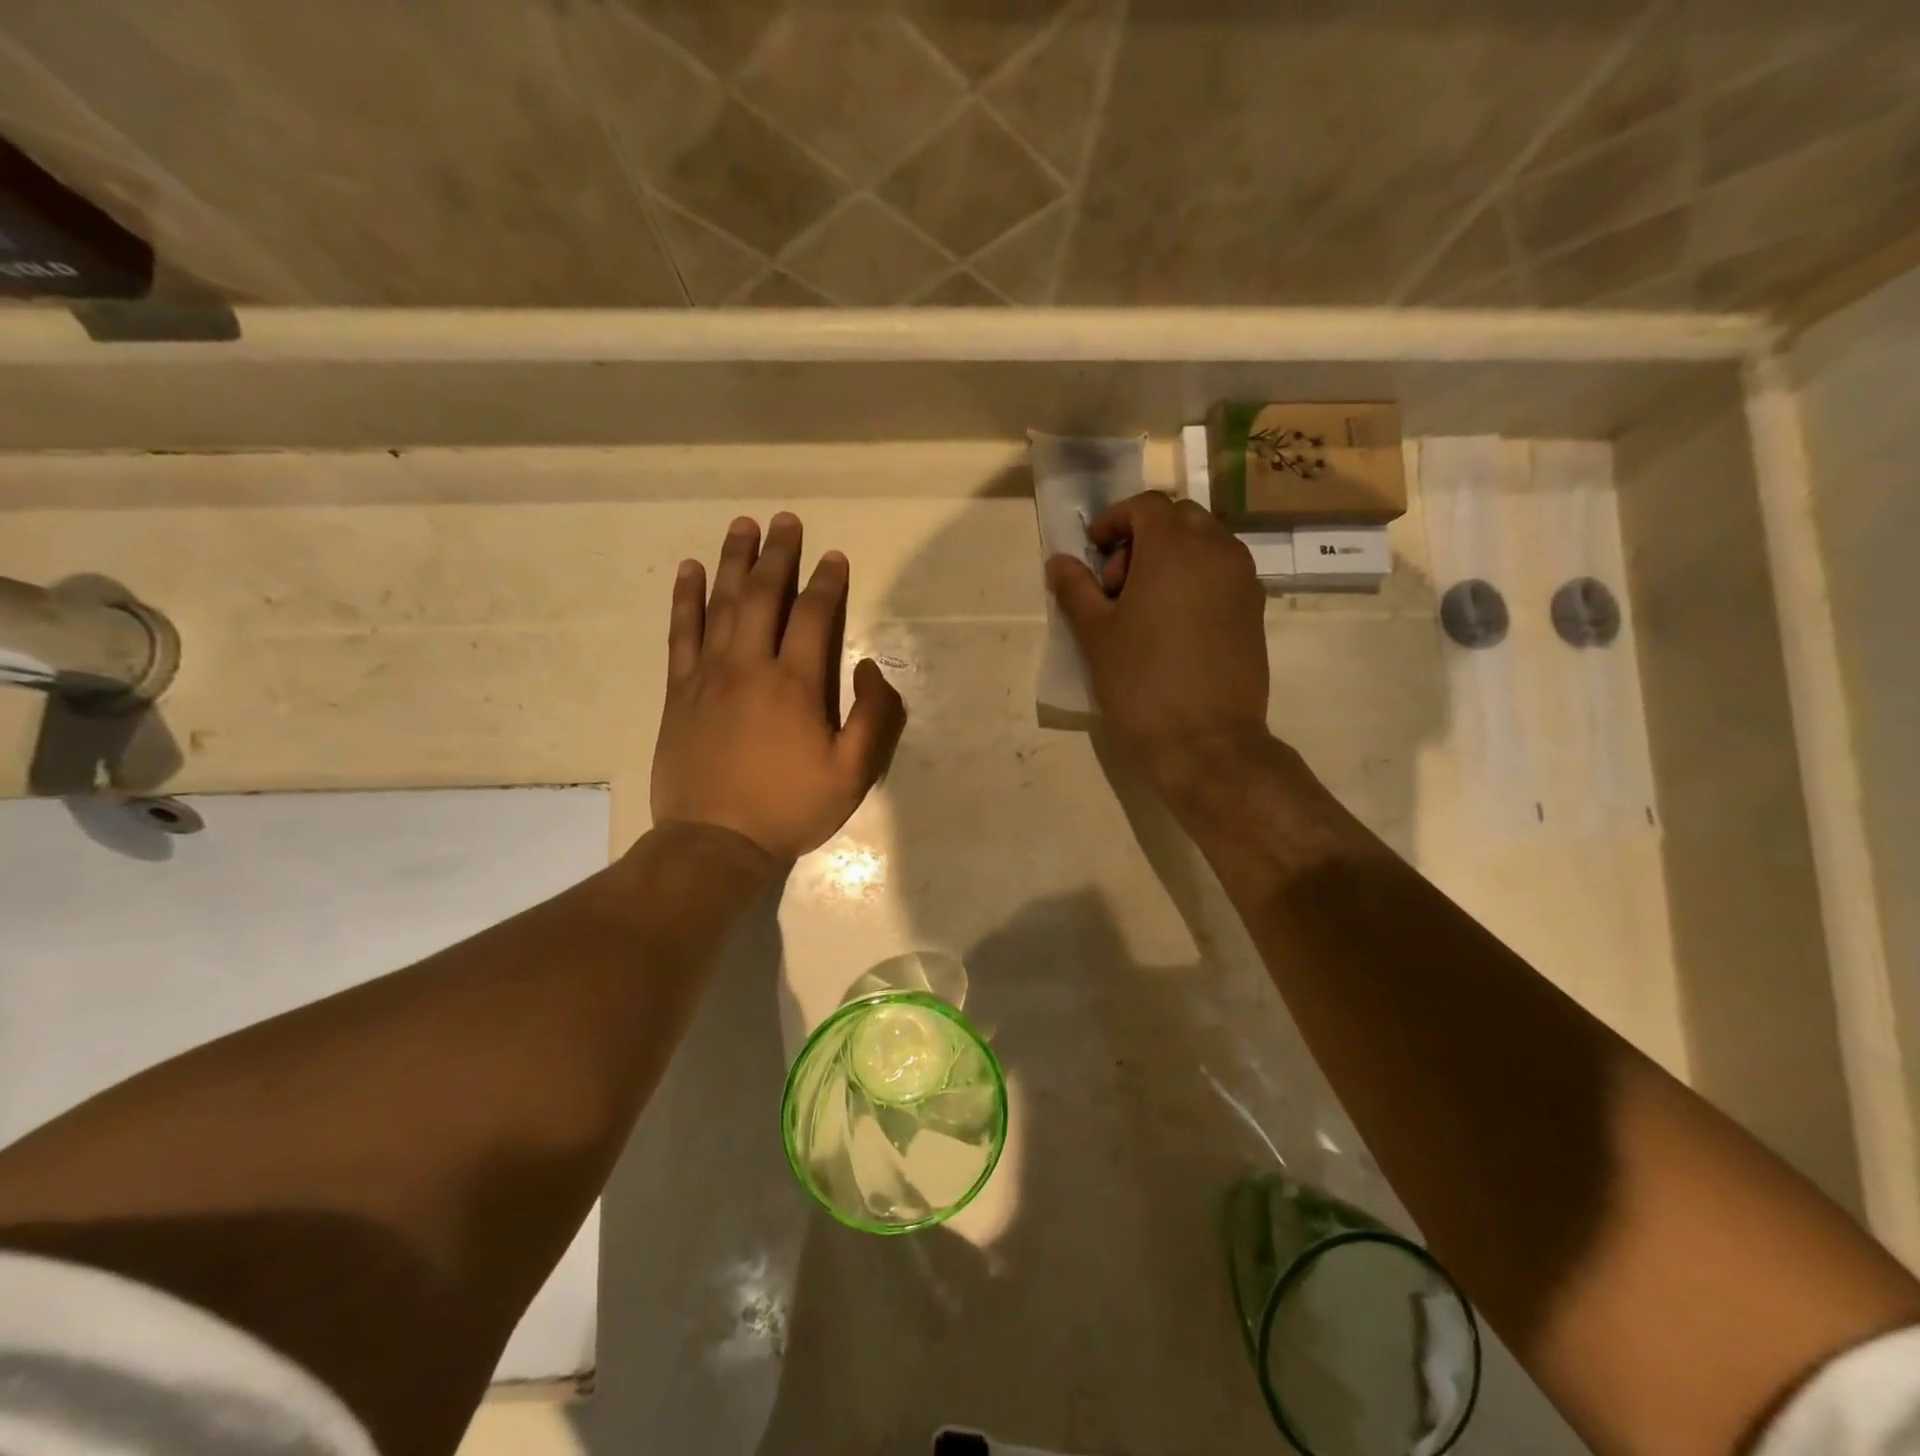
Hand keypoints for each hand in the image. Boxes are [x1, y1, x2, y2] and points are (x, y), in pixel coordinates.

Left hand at [651, 513, 905, 861]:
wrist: (715, 842)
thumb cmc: (789, 808)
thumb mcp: (852, 774)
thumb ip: (872, 718)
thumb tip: (867, 668)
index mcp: (794, 684)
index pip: (813, 617)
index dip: (827, 583)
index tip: (834, 556)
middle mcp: (750, 666)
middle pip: (764, 596)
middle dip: (778, 554)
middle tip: (784, 520)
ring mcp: (709, 676)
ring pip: (722, 604)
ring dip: (734, 561)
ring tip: (742, 526)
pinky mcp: (680, 691)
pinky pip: (682, 633)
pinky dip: (686, 599)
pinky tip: (690, 571)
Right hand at [1046, 491, 1270, 778]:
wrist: (1205, 738)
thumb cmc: (1141, 681)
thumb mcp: (1095, 634)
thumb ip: (1075, 589)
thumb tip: (1060, 561)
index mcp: (1173, 548)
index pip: (1147, 505)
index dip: (1115, 519)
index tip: (1094, 550)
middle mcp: (1216, 550)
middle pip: (1180, 517)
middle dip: (1144, 536)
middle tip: (1117, 583)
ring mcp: (1243, 580)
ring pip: (1206, 542)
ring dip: (1173, 555)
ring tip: (1145, 604)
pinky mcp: (1255, 609)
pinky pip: (1223, 572)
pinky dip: (1196, 577)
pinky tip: (1174, 623)